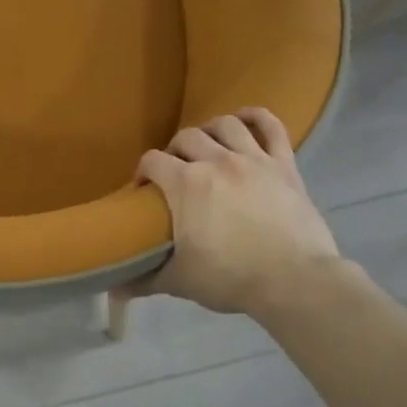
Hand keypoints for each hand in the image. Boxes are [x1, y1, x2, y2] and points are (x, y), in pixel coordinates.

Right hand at [130, 108, 342, 316]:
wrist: (294, 281)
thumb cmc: (231, 278)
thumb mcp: (180, 281)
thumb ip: (144, 280)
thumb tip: (112, 289)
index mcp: (186, 184)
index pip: (151, 161)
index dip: (142, 172)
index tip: (143, 190)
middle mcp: (217, 161)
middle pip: (186, 137)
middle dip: (173, 151)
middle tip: (174, 173)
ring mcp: (254, 159)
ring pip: (225, 125)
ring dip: (209, 131)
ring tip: (207, 147)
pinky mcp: (284, 165)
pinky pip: (271, 127)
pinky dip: (256, 117)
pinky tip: (245, 120)